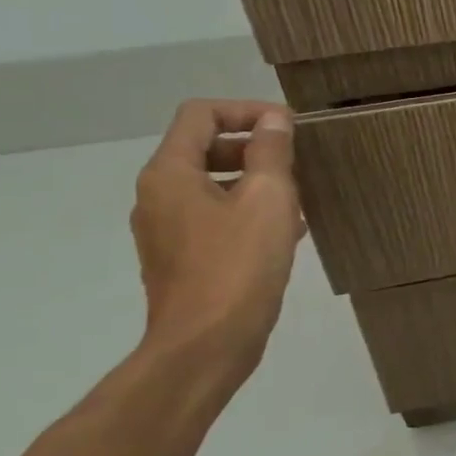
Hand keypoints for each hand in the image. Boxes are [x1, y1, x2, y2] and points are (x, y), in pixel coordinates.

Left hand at [131, 99, 304, 380]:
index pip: (200, 115)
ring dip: (255, 182)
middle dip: (252, 147)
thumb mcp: (268, 198)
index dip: (246, 110)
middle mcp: (157, 196)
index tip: (289, 129)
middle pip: (203, 147)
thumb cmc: (239, 265)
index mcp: (170, 174)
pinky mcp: (180, 259)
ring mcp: (165, 230)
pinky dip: (246, 212)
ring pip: (212, 185)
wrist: (206, 345)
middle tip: (296, 163)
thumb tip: (273, 120)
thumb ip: (270, 152)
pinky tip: (284, 232)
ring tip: (297, 199)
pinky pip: (214, 217)